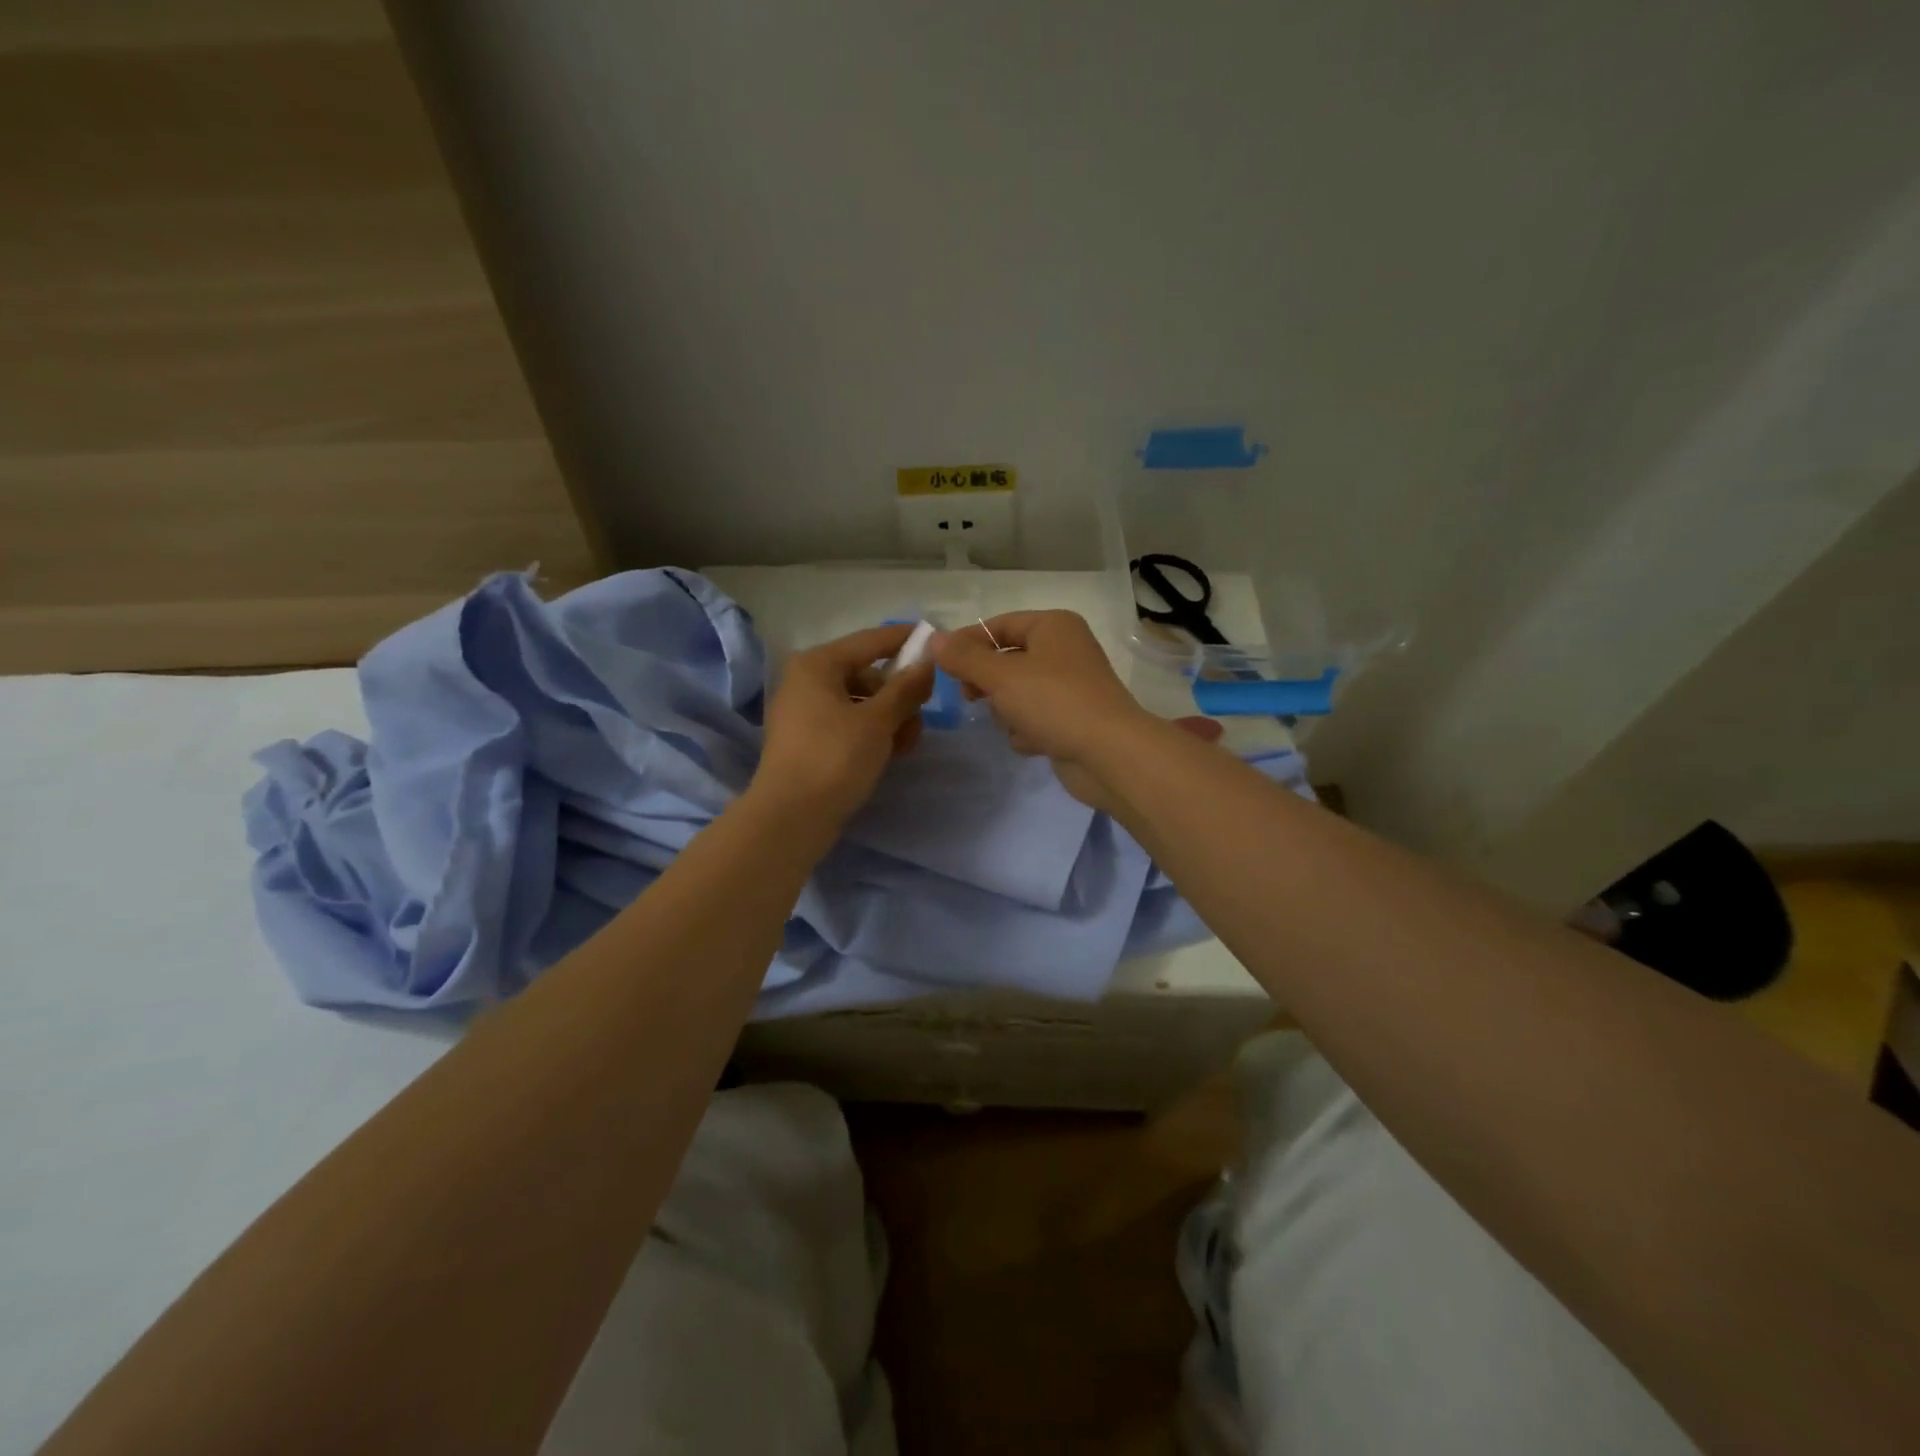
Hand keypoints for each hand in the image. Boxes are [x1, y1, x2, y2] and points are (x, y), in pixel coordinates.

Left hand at [754, 624, 934, 823]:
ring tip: (907, 745)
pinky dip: (872, 733)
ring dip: (890, 718)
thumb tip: (927, 661)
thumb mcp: (878, 721)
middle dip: (899, 694)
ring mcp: (804, 713)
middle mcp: (806, 681)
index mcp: (818, 665)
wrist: (791, 818)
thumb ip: (906, 688)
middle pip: (867, 675)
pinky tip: (891, 753)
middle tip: (922, 717)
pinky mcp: (808, 741)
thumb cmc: (835, 758)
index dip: (904, 639)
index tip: (937, 640)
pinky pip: (848, 724)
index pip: (870, 640)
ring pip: (860, 703)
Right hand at [933, 611, 1156, 808]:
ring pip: (1016, 694)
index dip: (967, 643)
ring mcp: (1070, 687)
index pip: (998, 625)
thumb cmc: (1054, 702)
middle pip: (1006, 661)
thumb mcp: (1001, 676)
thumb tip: (934, 640)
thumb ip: (964, 658)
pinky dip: (1028, 732)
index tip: (940, 666)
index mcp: (1053, 626)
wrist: (1108, 754)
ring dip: (1008, 712)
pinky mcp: (1071, 720)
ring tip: (1016, 724)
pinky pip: (1034, 720)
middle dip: (989, 683)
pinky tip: (1035, 743)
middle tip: (972, 697)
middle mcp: (1064, 650)